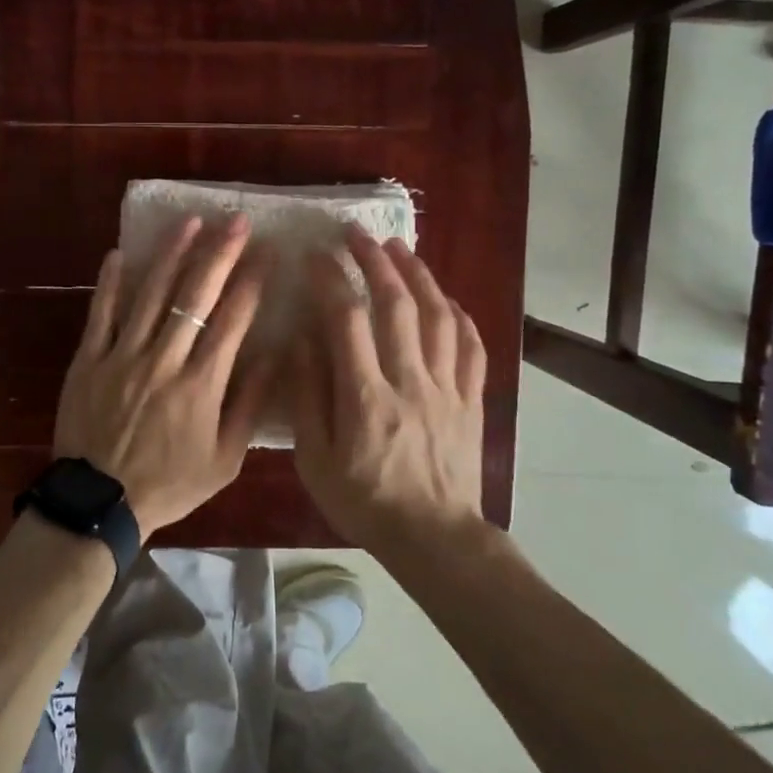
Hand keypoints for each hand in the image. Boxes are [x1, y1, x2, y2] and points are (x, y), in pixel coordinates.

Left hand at [54, 216, 273, 538]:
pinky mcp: (87, 360)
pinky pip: (99, 313)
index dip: (252, 282)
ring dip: (171, 255)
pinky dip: (110, 282)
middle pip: (194, 296)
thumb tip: (274, 356)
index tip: (268, 252)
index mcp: (200, 385)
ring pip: (149, 294)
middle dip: (220, 254)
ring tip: (189, 222)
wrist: (100, 502)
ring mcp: (121, 356)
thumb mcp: (225, 460)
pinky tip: (120, 252)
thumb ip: (248, 405)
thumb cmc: (169, 483)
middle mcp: (163, 361)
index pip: (232, 321)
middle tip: (236, 222)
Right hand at [288, 226, 487, 550]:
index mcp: (366, 397)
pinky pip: (471, 346)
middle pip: (396, 305)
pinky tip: (445, 298)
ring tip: (400, 249)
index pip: (346, 320)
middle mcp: (410, 381)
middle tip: (357, 234)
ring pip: (438, 316)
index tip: (314, 254)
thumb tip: (301, 340)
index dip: (329, 279)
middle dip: (374, 261)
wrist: (434, 538)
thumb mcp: (316, 460)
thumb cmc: (365, 502)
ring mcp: (447, 388)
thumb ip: (308, 397)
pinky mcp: (470, 400)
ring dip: (418, 275)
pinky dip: (458, 314)